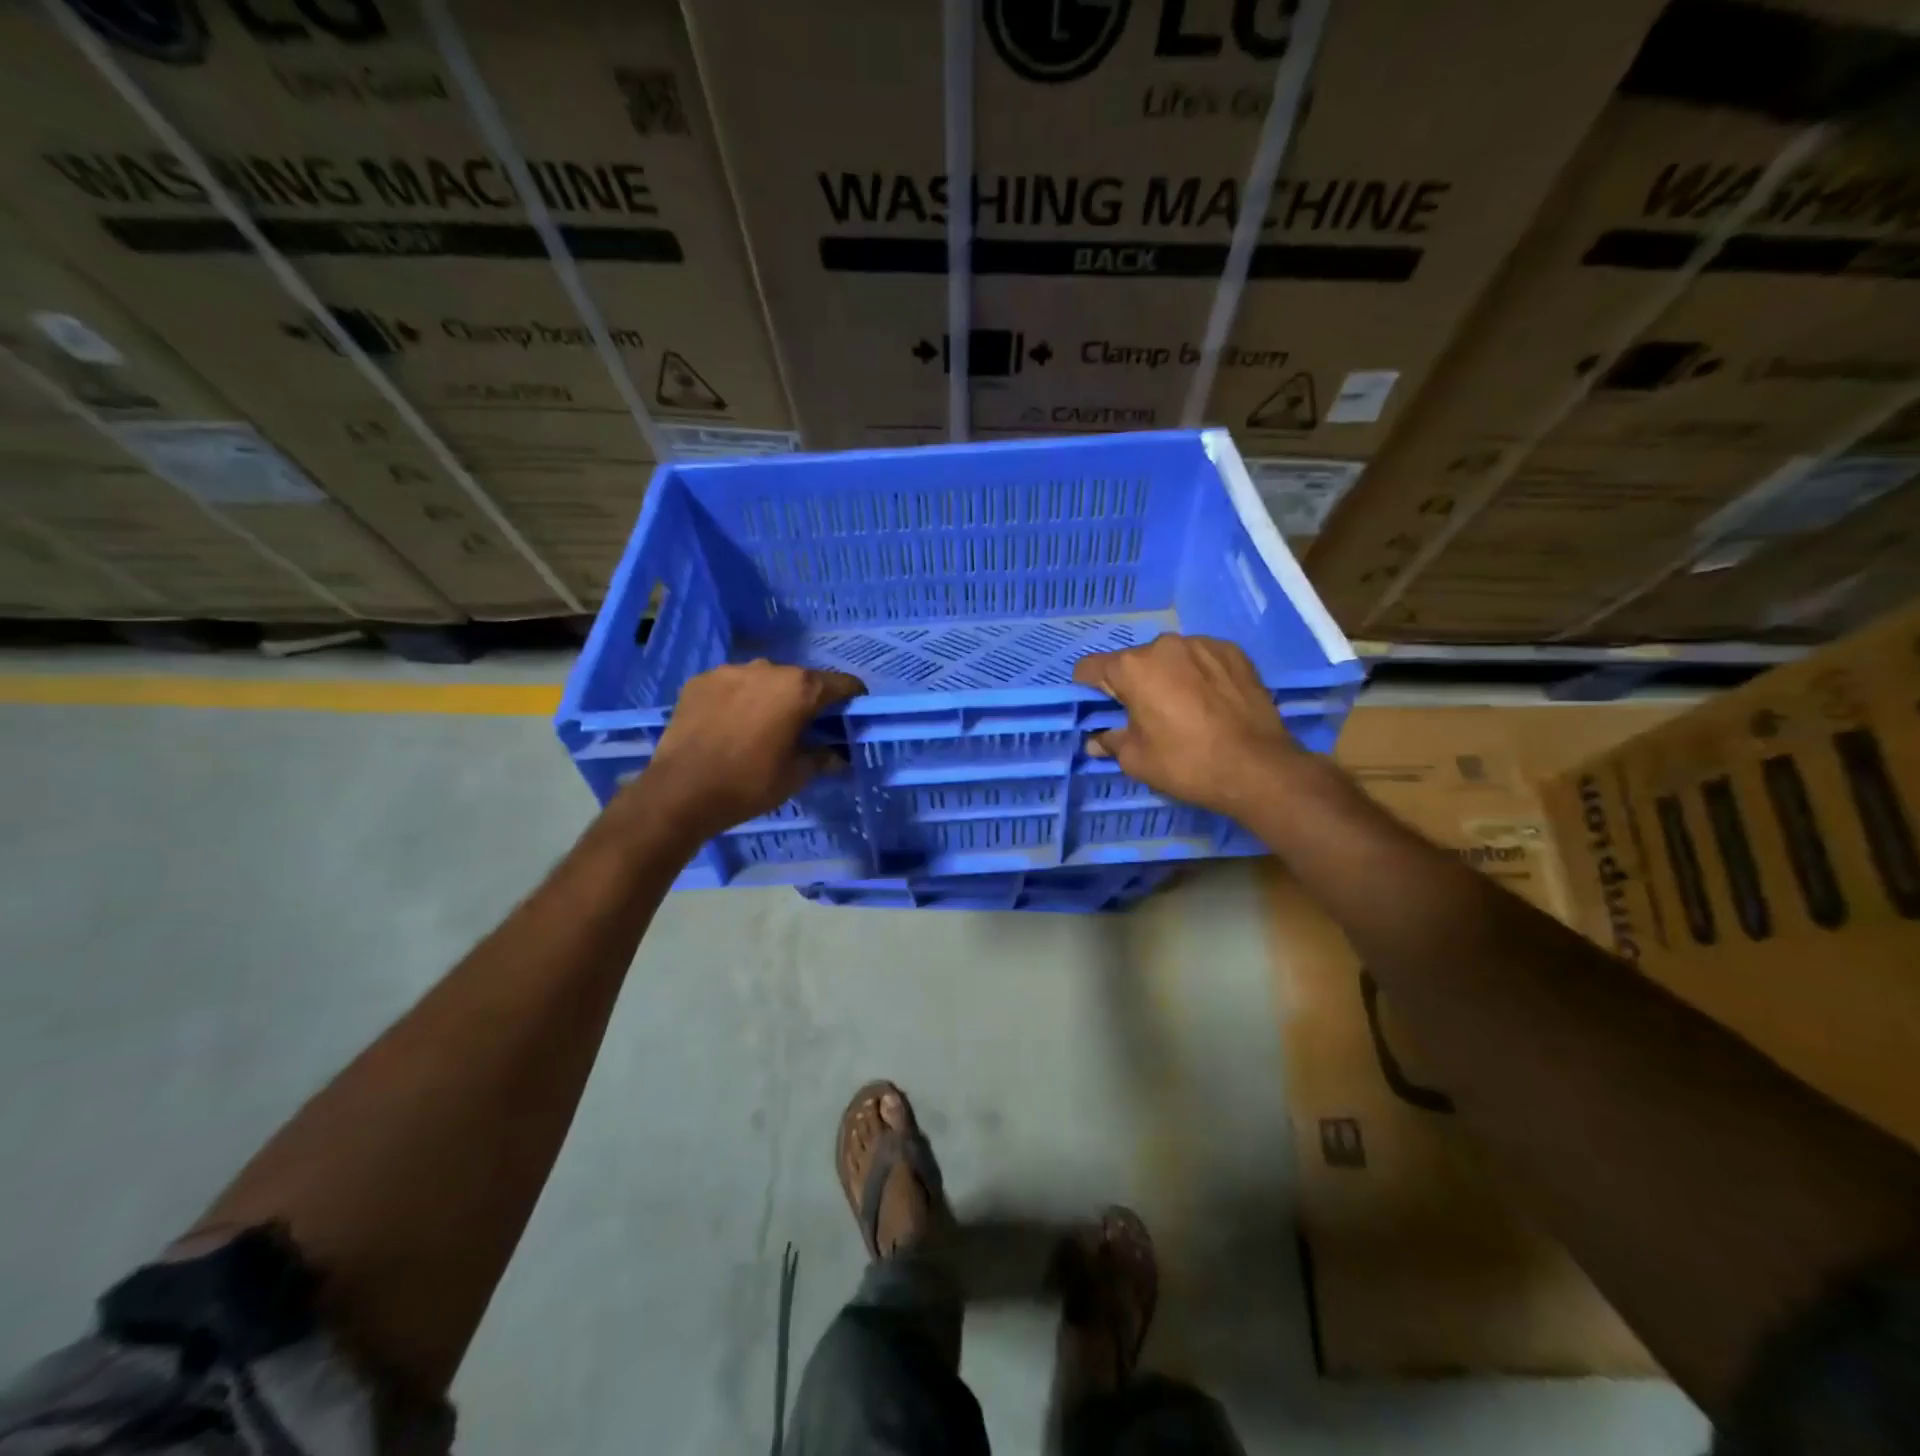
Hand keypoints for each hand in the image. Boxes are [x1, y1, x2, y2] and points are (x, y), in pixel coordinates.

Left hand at [627, 660, 864, 842]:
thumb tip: (838, 756)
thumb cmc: (749, 783)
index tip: (853, 713)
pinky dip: (738, 699)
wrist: (681, 791)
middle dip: (807, 699)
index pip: (841, 684)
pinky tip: (730, 724)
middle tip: (804, 727)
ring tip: (762, 725)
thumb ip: (822, 758)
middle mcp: (768, 668)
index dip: (852, 698)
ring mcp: (730, 671)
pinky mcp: (700, 680)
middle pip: (800, 679)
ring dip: (770, 696)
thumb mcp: (796, 775)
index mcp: (799, 689)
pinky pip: (731, 685)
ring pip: (763, 679)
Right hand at [1072, 635, 1305, 816]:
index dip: (1088, 687)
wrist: (1258, 767)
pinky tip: (1210, 700)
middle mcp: (1164, 645)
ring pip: (1170, 658)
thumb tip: (1096, 740)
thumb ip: (1111, 742)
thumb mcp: (1137, 760)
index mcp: (1133, 668)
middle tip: (1145, 715)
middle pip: (1134, 661)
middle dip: (1133, 683)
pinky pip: (1202, 658)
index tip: (1099, 706)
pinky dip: (1198, 674)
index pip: (1091, 667)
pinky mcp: (1233, 652)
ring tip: (1183, 708)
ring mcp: (1202, 644)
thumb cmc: (1186, 763)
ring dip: (1168, 676)